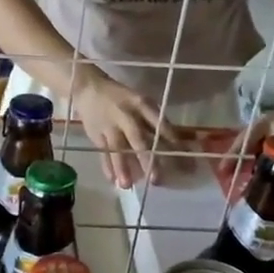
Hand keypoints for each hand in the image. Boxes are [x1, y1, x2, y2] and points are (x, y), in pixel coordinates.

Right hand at [76, 73, 187, 187]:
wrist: (89, 87)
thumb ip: (155, 123)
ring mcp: (109, 125)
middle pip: (138, 138)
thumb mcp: (140, 103)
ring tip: (127, 185)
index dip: (174, 144)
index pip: (161, 126)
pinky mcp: (96, 133)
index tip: (184, 164)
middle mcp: (126, 115)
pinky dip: (107, 166)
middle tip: (156, 180)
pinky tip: (112, 180)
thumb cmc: (122, 98)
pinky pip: (103, 152)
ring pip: (117, 148)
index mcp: (143, 105)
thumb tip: (179, 144)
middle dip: (147, 159)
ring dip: (122, 167)